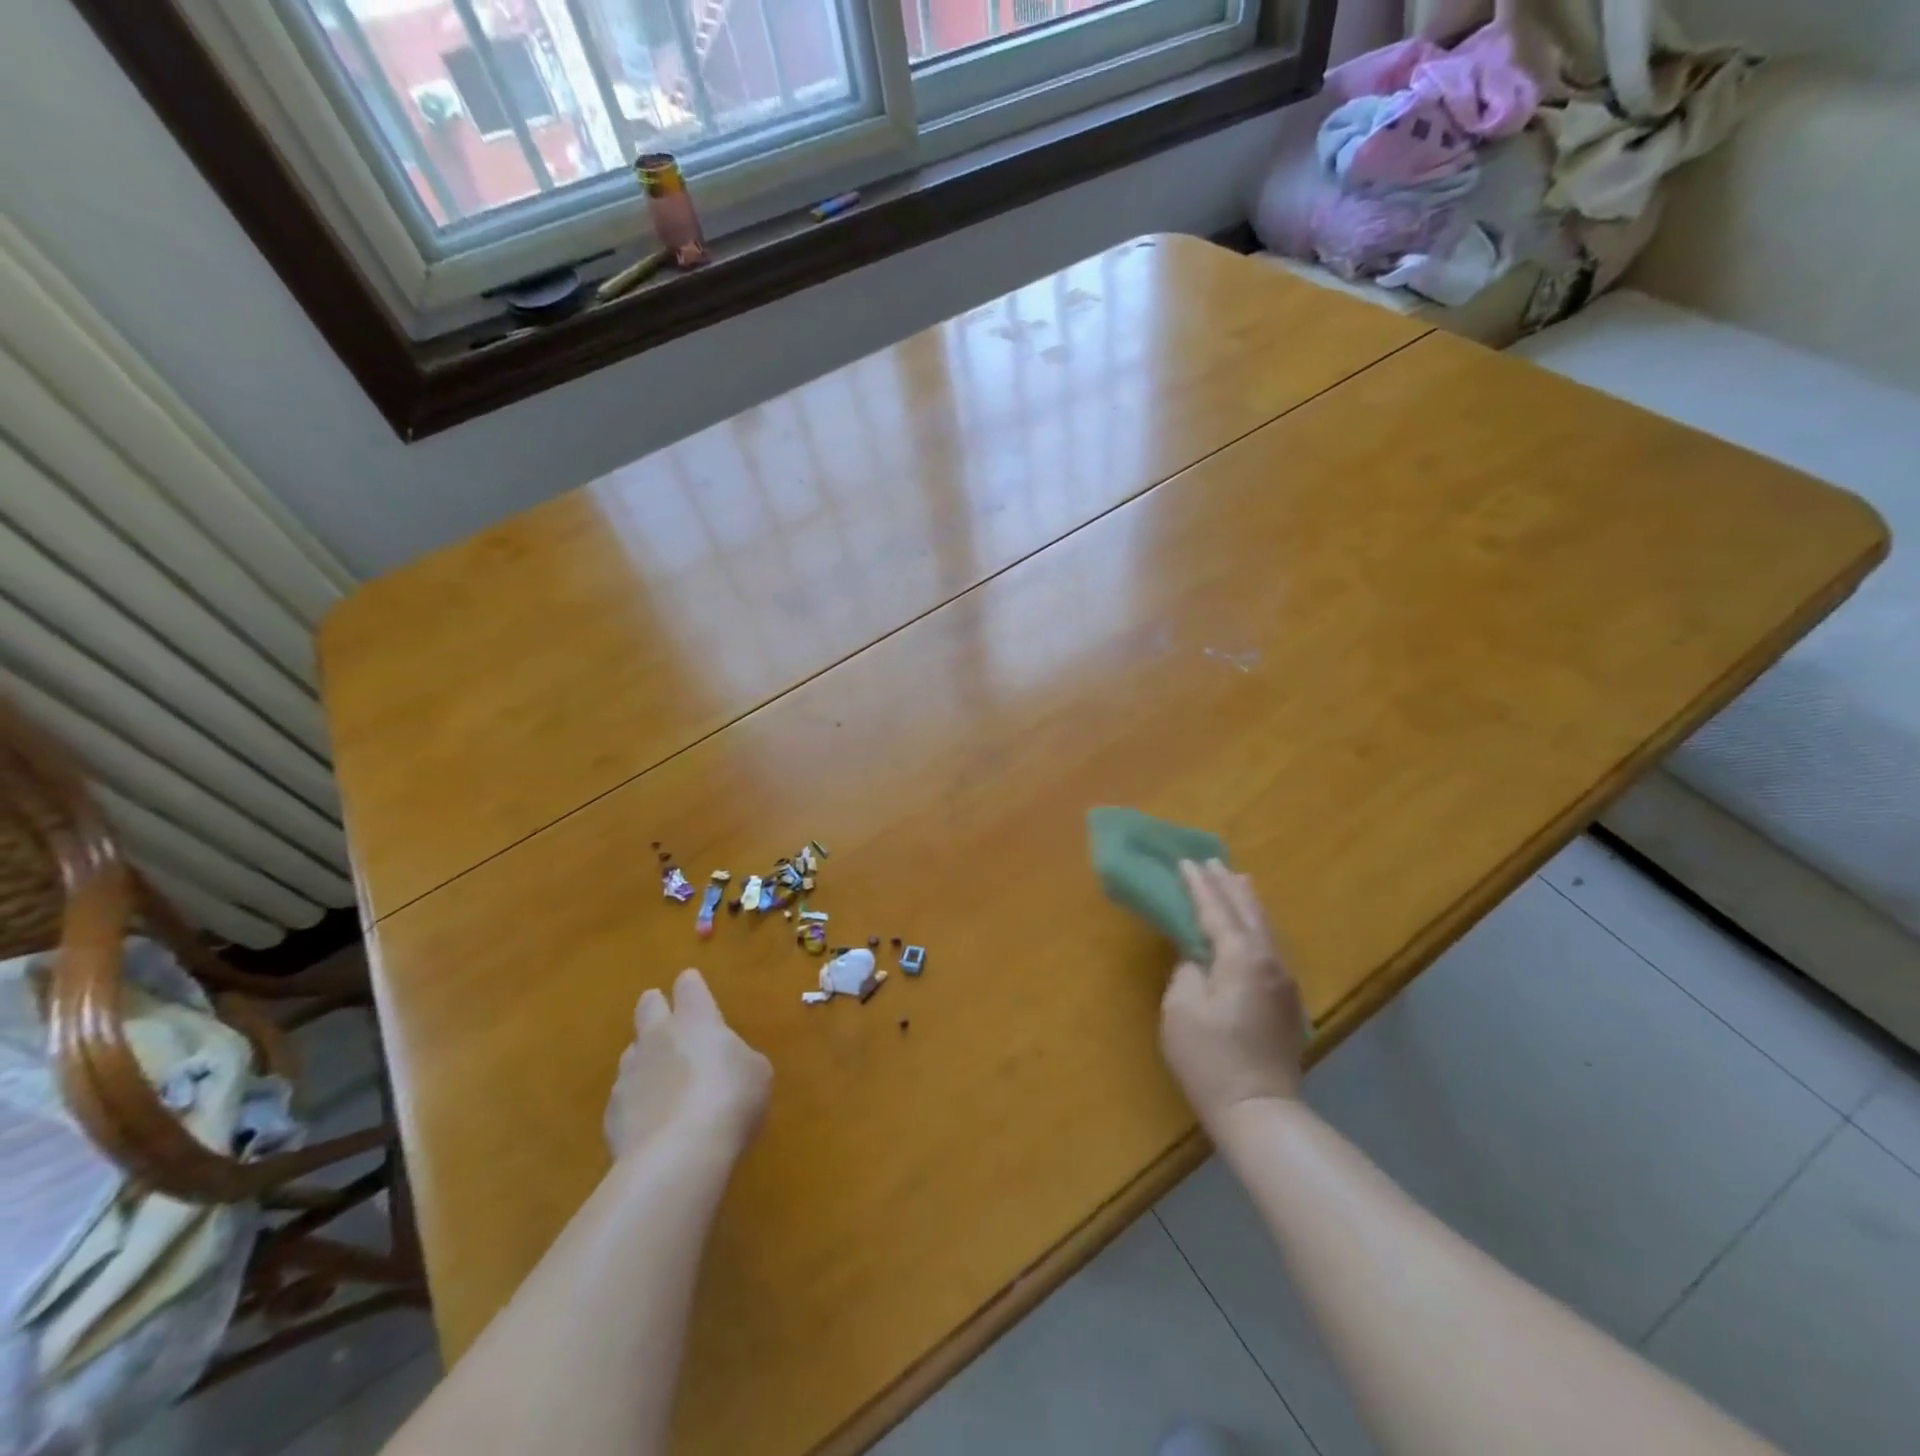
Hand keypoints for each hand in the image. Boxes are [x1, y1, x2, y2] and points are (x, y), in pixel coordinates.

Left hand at [605, 968, 771, 1161]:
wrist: (677, 1155)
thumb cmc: (730, 1100)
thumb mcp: (757, 1073)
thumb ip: (738, 1059)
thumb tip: (727, 1064)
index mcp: (696, 1020)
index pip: (689, 988)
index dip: (691, 985)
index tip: (691, 984)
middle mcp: (658, 1038)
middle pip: (648, 1007)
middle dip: (655, 1005)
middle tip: (665, 1015)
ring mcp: (629, 1074)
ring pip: (632, 1052)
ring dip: (645, 1057)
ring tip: (661, 1076)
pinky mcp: (611, 1114)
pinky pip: (624, 1095)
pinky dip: (637, 1101)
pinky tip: (651, 1120)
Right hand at [1160, 860, 1308, 1128]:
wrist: (1259, 1110)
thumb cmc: (1210, 1058)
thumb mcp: (1181, 1009)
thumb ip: (1187, 970)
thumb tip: (1198, 958)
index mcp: (1241, 957)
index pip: (1216, 911)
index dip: (1198, 886)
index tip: (1185, 862)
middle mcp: (1269, 961)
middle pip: (1248, 912)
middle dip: (1228, 885)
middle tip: (1213, 861)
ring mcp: (1284, 983)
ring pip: (1265, 929)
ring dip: (1247, 903)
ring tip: (1238, 881)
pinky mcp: (1287, 1003)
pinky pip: (1270, 948)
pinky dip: (1256, 927)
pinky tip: (1251, 929)